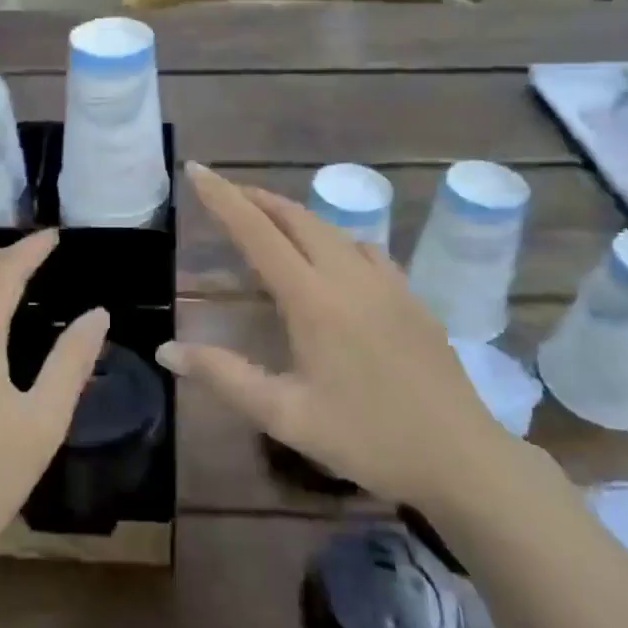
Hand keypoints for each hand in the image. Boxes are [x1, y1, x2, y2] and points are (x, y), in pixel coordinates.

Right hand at [159, 164, 518, 513]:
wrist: (462, 458)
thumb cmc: (367, 438)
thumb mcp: (285, 415)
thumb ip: (224, 376)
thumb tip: (166, 349)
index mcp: (313, 299)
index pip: (257, 232)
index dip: (223, 198)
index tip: (197, 169)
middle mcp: (348, 276)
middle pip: (295, 217)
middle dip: (255, 198)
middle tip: (223, 192)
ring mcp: (386, 282)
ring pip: (329, 228)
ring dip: (291, 214)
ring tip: (265, 219)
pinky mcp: (410, 296)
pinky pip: (362, 247)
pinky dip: (330, 237)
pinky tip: (330, 257)